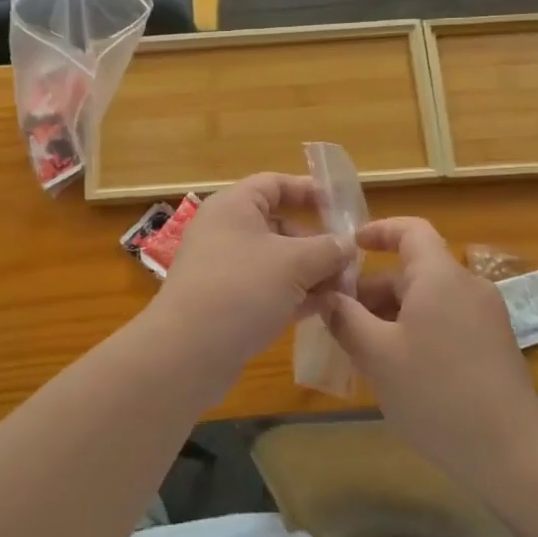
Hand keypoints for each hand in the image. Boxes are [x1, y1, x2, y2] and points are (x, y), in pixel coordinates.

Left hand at [152, 173, 351, 387]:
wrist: (187, 352)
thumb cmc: (242, 289)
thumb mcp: (294, 263)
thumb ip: (327, 249)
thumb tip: (346, 245)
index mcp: (234, 206)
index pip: (275, 184)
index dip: (309, 190)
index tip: (341, 206)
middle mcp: (225, 231)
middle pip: (279, 225)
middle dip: (317, 242)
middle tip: (350, 261)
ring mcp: (224, 269)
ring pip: (275, 261)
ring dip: (310, 272)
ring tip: (345, 289)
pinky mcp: (225, 302)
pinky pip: (266, 289)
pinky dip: (294, 295)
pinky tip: (323, 310)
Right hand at [323, 217, 537, 490]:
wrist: (511, 452)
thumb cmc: (436, 394)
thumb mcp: (377, 355)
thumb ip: (346, 318)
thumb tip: (328, 296)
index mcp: (440, 277)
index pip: (410, 230)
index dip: (378, 231)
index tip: (348, 247)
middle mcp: (467, 286)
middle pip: (414, 270)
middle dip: (373, 289)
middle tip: (338, 318)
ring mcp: (485, 317)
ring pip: (428, 299)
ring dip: (392, 313)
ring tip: (360, 347)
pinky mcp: (493, 345)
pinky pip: (446, 320)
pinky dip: (416, 329)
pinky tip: (397, 367)